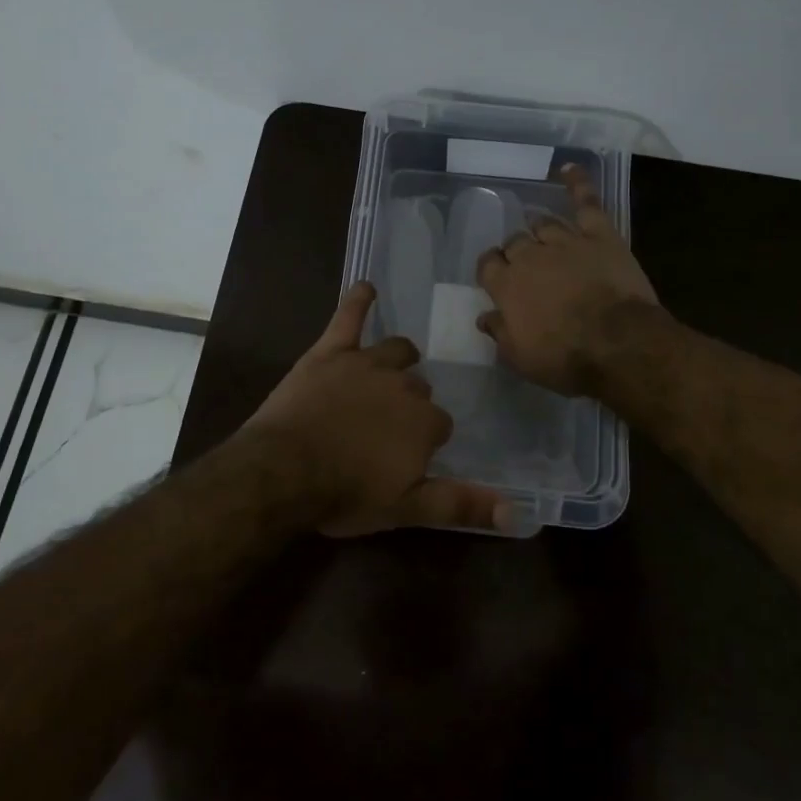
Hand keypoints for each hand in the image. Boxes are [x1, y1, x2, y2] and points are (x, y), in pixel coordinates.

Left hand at [249, 282, 514, 535]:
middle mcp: (402, 385)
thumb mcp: (408, 509)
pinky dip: (358, 300)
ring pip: (395, 351)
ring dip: (397, 358)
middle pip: (418, 387)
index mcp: (424, 421)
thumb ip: (461, 505)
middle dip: (409, 403)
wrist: (283, 471)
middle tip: (386, 425)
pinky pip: (348, 317)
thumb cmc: (345, 494)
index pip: (440, 424)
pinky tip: (365, 287)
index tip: (407, 454)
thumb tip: (517, 513)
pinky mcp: (331, 351)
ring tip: (390, 368)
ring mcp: (366, 363)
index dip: (425, 439)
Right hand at [475, 164, 658, 395]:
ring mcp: (566, 241)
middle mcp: (531, 256)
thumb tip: (485, 317)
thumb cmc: (565, 357)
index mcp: (507, 285)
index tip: (495, 277)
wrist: (618, 344)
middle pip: (515, 242)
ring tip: (541, 234)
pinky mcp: (599, 235)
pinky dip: (577, 183)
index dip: (491, 268)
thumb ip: (500, 333)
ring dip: (539, 229)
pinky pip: (585, 202)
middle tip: (526, 267)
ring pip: (544, 223)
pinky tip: (568, 169)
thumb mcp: (521, 358)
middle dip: (516, 251)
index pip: (488, 264)